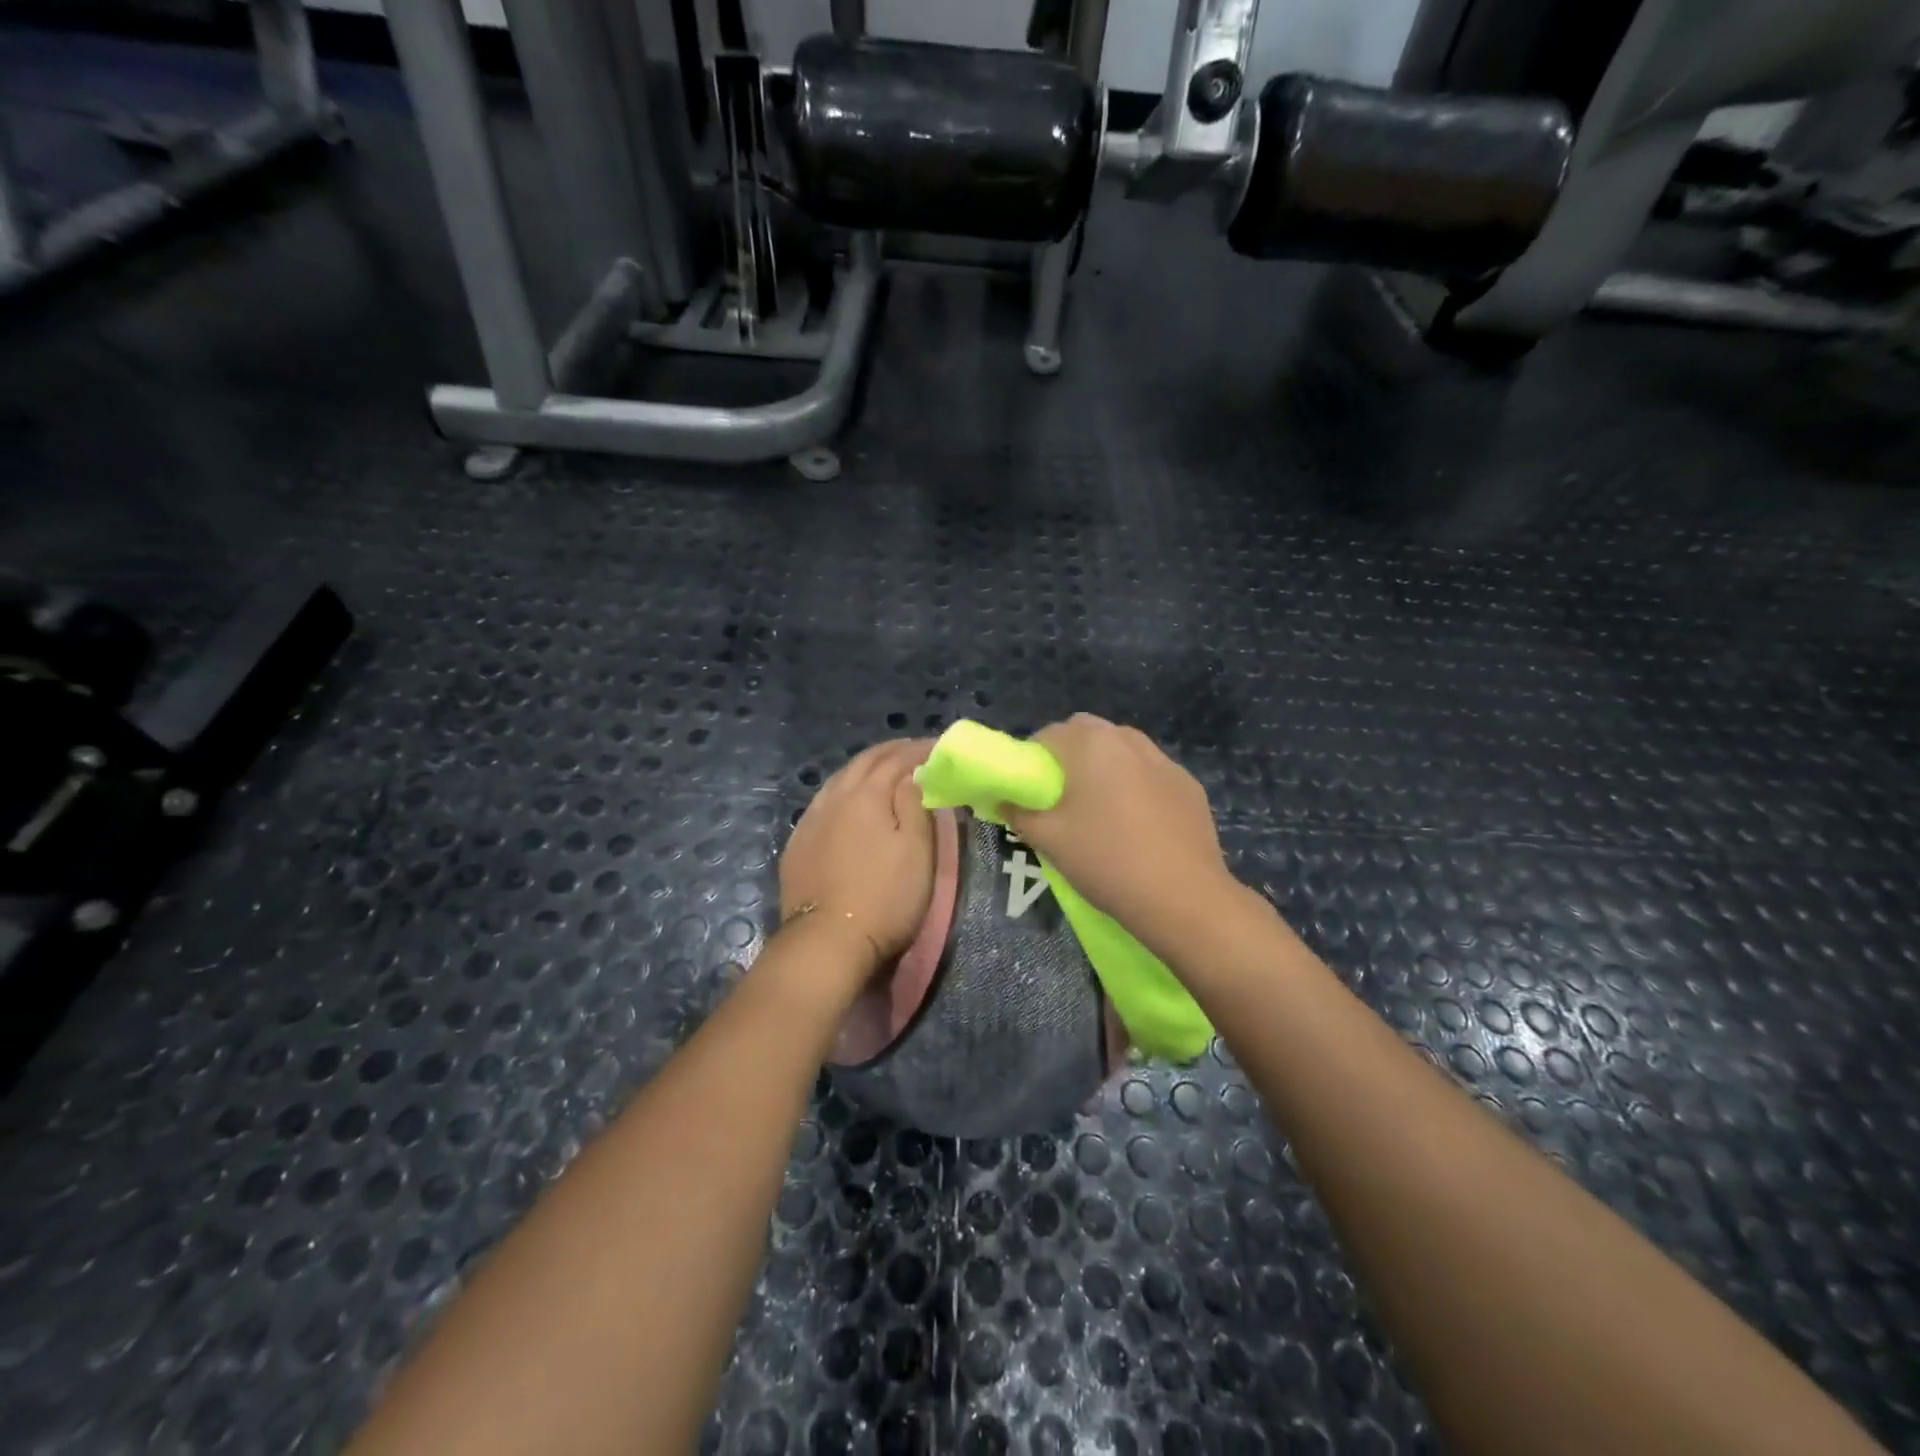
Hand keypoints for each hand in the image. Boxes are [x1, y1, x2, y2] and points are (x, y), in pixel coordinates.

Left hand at [779, 739, 935, 987]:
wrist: (827, 941)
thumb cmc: (885, 897)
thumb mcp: (917, 851)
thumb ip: (916, 805)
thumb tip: (913, 773)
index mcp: (866, 794)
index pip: (897, 759)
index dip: (920, 750)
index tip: (940, 748)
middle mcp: (834, 797)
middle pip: (864, 762)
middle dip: (891, 752)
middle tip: (915, 751)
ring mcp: (811, 820)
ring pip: (839, 779)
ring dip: (865, 768)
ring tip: (884, 770)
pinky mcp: (797, 843)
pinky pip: (823, 801)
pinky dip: (843, 790)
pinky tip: (848, 801)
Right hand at [1002, 715, 1238, 947]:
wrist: (1183, 897)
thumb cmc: (1106, 860)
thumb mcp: (1049, 839)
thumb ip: (1018, 813)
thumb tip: (1004, 801)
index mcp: (1090, 743)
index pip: (1047, 735)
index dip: (1031, 761)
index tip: (1030, 794)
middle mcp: (1128, 739)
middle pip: (1086, 734)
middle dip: (1068, 758)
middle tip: (1060, 800)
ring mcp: (1164, 760)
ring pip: (1121, 751)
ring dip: (1104, 768)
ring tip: (1100, 811)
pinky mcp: (1188, 785)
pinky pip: (1150, 774)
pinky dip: (1136, 786)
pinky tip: (1137, 825)